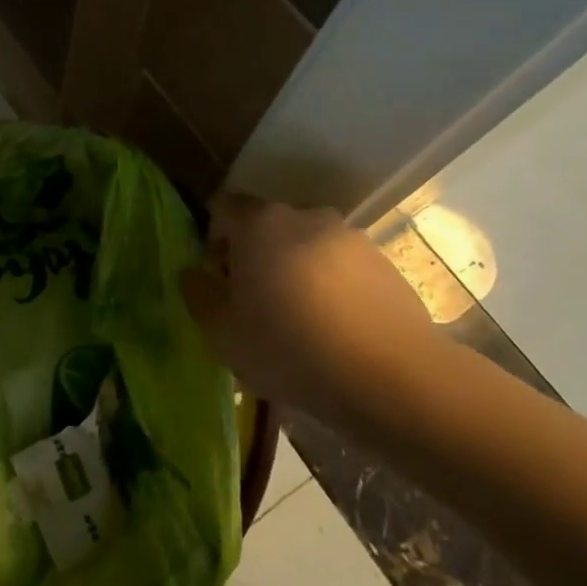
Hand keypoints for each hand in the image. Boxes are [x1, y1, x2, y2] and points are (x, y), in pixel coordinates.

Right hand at [182, 195, 448, 424]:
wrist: (391, 378)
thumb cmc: (289, 348)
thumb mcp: (221, 332)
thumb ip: (198, 293)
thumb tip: (195, 273)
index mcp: (259, 223)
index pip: (223, 207)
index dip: (214, 238)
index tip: (218, 279)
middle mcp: (305, 216)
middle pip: (267, 227)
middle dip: (256, 257)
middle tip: (255, 306)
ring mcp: (351, 237)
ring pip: (306, 247)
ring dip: (295, 273)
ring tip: (300, 324)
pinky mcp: (385, 264)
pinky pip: (342, 268)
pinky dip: (331, 288)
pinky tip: (335, 332)